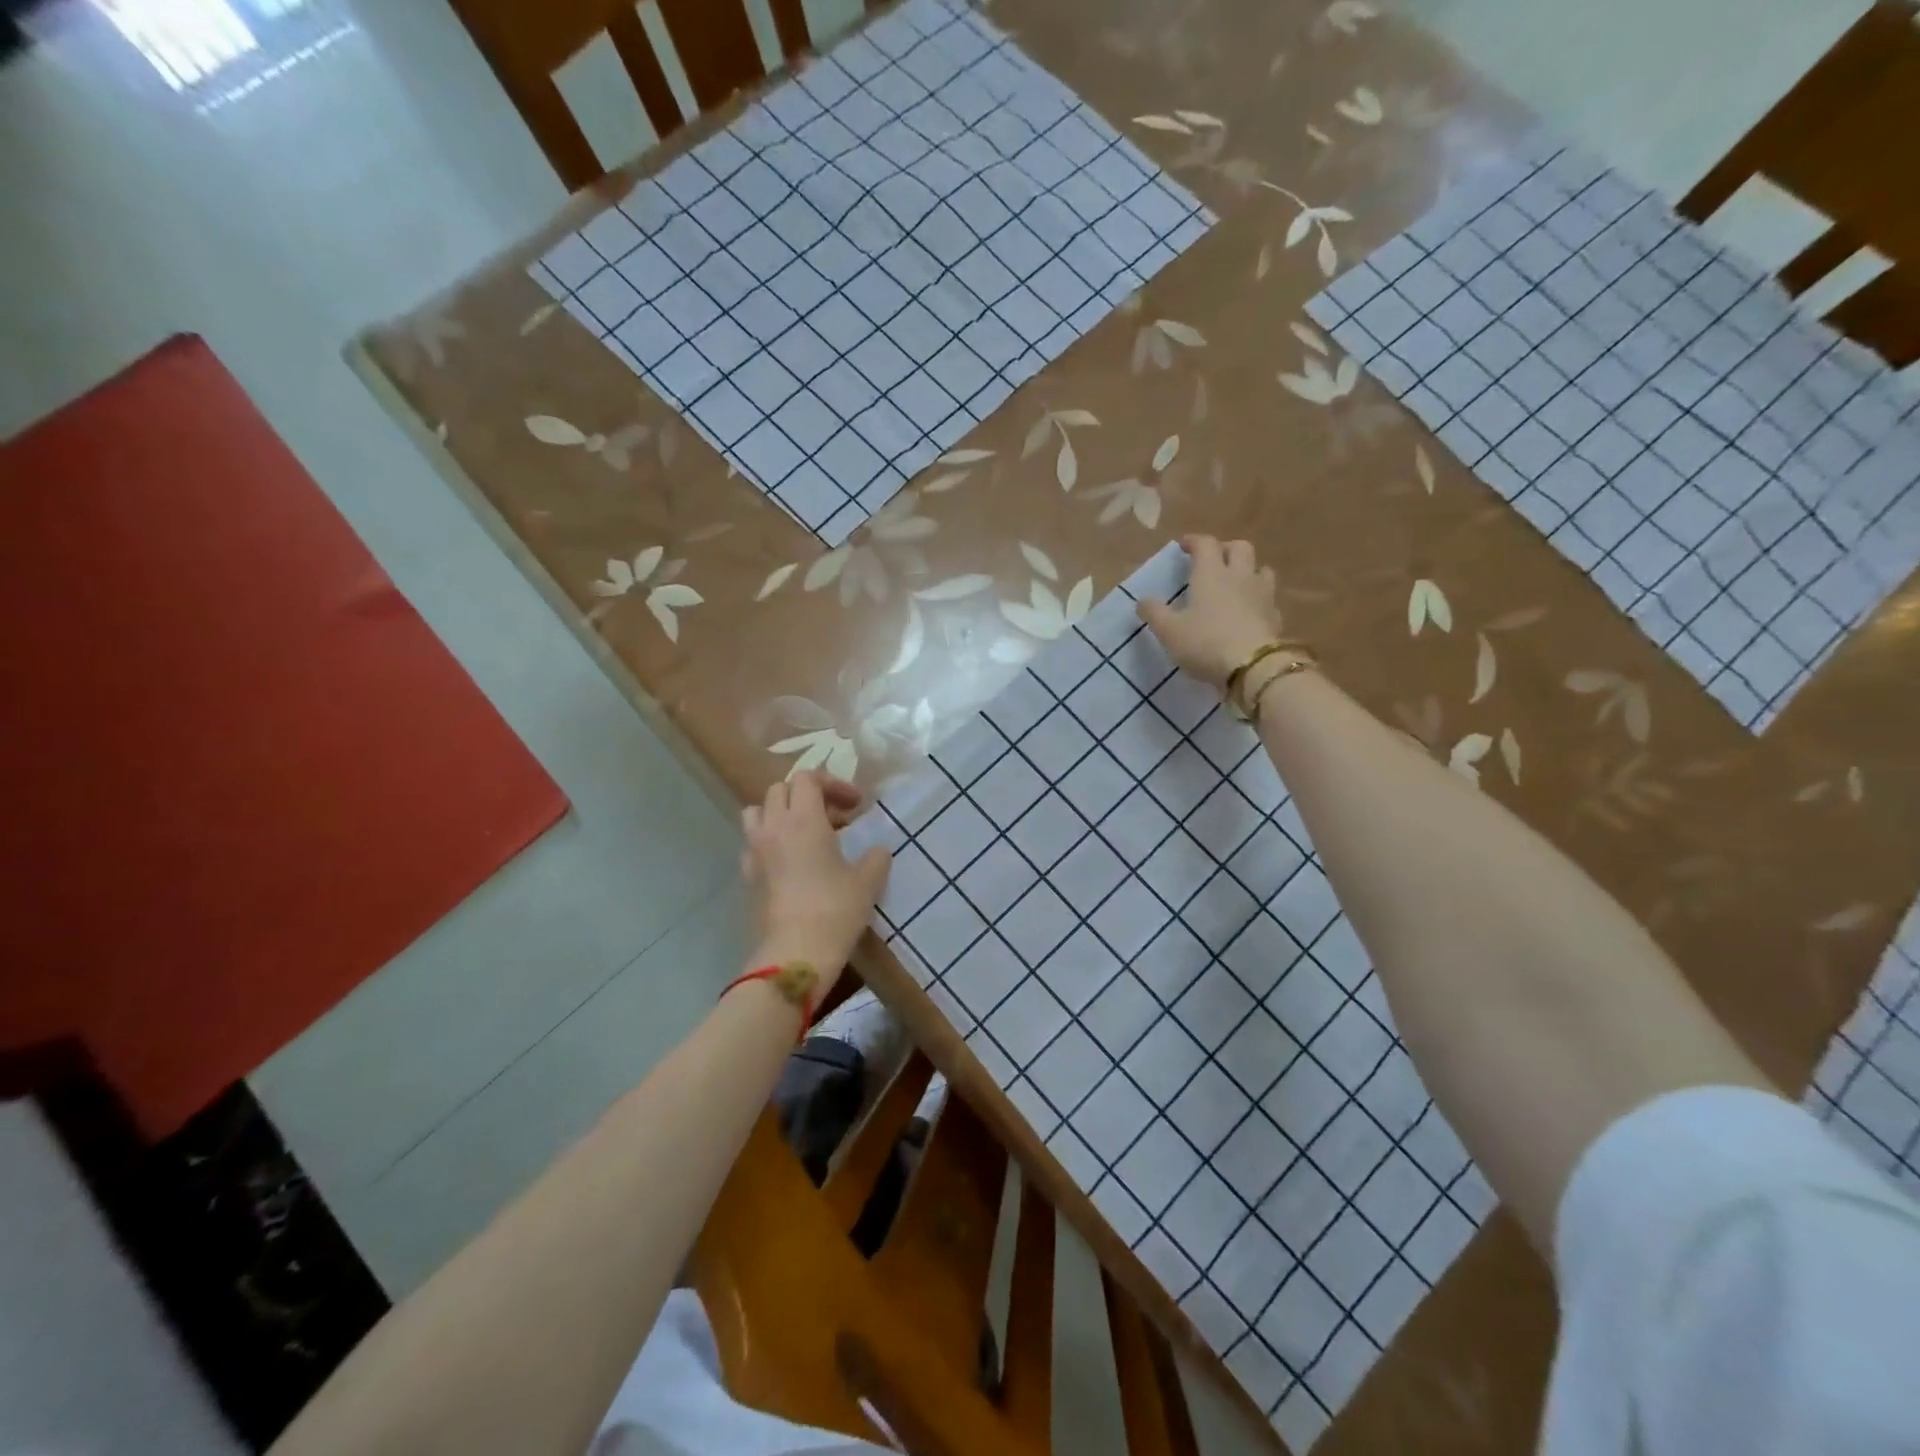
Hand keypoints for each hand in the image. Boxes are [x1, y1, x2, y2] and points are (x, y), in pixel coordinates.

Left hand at [741, 772, 889, 990]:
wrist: (795, 954)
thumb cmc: (835, 910)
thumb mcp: (868, 881)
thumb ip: (876, 857)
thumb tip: (876, 851)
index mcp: (803, 819)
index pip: (808, 778)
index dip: (833, 784)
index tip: (856, 805)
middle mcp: (773, 828)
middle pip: (780, 789)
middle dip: (807, 795)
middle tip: (834, 818)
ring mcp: (754, 852)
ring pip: (758, 812)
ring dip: (780, 813)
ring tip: (805, 833)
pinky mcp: (747, 877)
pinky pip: (753, 844)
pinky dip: (770, 842)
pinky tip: (791, 863)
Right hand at [1137, 535, 1286, 689]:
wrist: (1252, 667)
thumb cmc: (1204, 643)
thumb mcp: (1169, 631)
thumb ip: (1154, 613)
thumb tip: (1143, 601)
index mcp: (1211, 574)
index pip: (1205, 544)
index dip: (1194, 541)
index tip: (1184, 546)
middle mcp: (1239, 576)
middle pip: (1240, 547)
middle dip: (1226, 549)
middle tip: (1213, 560)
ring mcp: (1262, 595)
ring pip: (1261, 569)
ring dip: (1249, 570)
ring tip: (1236, 583)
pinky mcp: (1275, 616)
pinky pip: (1269, 598)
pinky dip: (1259, 599)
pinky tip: (1250, 611)